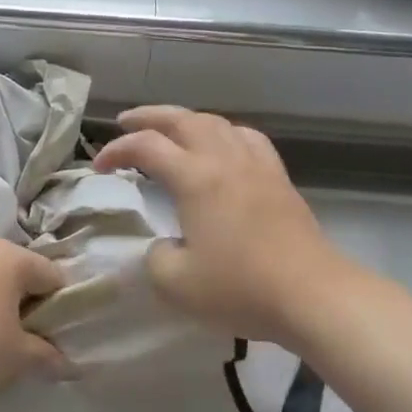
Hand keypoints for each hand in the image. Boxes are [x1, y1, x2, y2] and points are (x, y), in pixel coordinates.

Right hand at [93, 106, 370, 348]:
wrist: (313, 295)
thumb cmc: (240, 288)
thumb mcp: (176, 284)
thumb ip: (155, 258)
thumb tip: (163, 245)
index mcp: (195, 178)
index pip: (146, 147)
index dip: (116, 151)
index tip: (98, 168)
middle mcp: (225, 160)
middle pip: (183, 119)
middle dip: (149, 116)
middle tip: (126, 122)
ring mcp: (257, 166)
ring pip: (217, 123)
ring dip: (187, 120)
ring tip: (172, 130)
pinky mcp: (279, 179)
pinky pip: (247, 139)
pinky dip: (224, 133)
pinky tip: (223, 146)